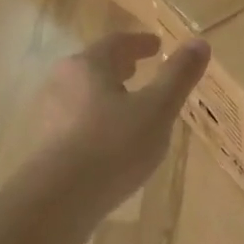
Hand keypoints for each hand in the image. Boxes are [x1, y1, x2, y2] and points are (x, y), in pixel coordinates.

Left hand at [33, 31, 209, 206]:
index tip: (156, 46)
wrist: (58, 201)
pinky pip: (75, 121)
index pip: (116, 43)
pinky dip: (95, 120)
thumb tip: (200, 43)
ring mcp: (48, 115)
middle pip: (95, 66)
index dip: (139, 43)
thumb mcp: (157, 109)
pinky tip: (109, 140)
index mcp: (88, 65)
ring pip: (83, 94)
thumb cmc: (113, 145)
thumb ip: (178, 76)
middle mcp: (62, 82)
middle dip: (119, 66)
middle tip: (138, 69)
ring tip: (127, 106)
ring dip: (106, 94)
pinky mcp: (44, 145)